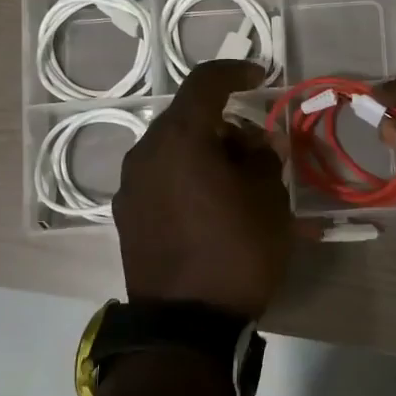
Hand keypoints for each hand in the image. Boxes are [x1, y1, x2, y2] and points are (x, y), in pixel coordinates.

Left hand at [115, 60, 292, 319]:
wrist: (185, 324)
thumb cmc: (236, 252)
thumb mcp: (269, 200)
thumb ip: (264, 157)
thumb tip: (258, 143)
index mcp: (181, 138)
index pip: (205, 83)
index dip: (235, 71)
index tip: (259, 76)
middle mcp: (146, 152)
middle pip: (187, 118)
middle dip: (224, 123)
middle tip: (257, 147)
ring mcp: (130, 185)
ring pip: (172, 148)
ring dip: (203, 151)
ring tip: (235, 180)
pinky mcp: (126, 214)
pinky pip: (160, 177)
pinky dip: (185, 175)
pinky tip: (208, 204)